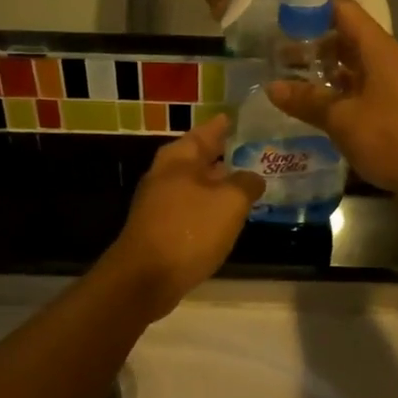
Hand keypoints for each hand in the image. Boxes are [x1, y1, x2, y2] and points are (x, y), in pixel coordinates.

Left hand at [103, 114, 264, 319]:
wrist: (144, 279)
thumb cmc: (189, 230)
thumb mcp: (229, 203)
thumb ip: (246, 184)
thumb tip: (253, 177)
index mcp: (179, 158)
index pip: (205, 132)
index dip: (222, 125)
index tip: (236, 117)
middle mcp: (165, 174)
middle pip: (196, 157)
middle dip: (220, 154)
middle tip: (248, 149)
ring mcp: (158, 202)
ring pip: (193, 183)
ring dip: (215, 182)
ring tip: (243, 181)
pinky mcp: (159, 228)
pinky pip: (189, 207)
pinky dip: (207, 205)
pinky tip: (224, 215)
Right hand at [264, 0, 397, 210]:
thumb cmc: (393, 137)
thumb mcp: (342, 119)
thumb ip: (307, 100)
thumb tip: (272, 87)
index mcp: (375, 48)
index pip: (341, 9)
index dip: (310, 8)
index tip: (278, 17)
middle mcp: (382, 59)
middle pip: (342, 37)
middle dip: (308, 43)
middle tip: (271, 52)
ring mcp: (387, 85)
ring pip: (348, 66)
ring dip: (319, 71)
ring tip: (282, 78)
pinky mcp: (388, 109)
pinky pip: (355, 90)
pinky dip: (332, 93)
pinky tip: (308, 106)